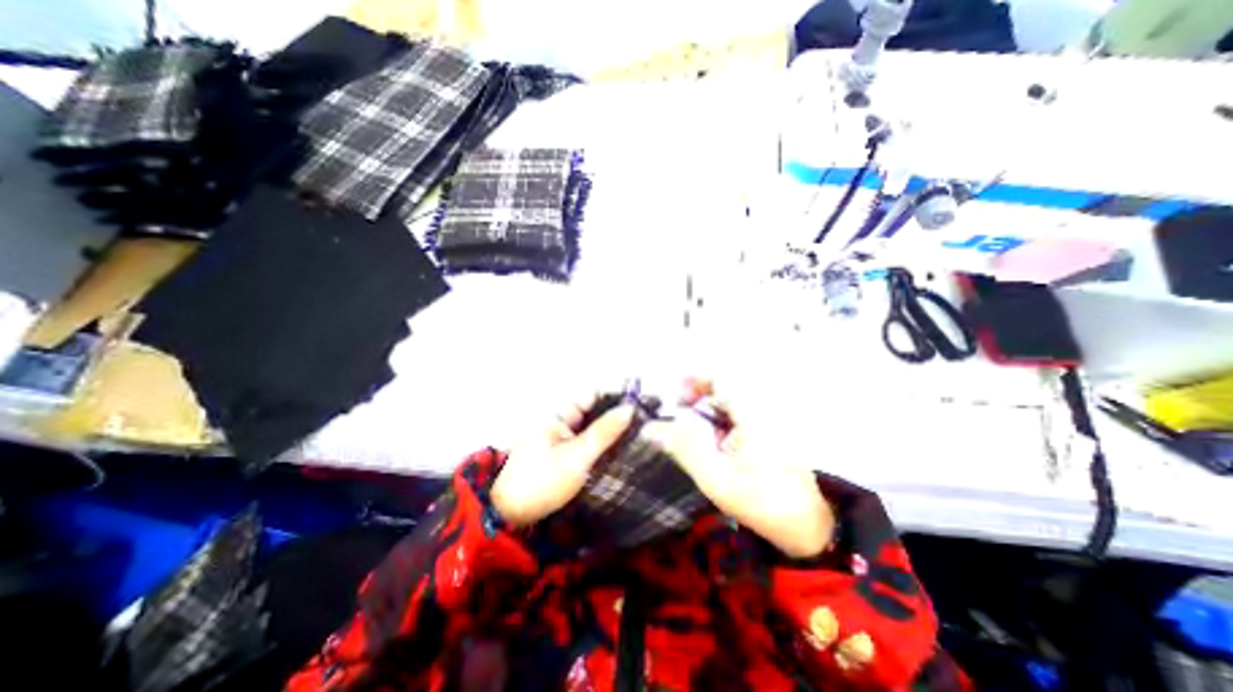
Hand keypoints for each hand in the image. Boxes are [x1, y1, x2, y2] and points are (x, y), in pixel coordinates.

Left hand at [490, 398, 630, 526]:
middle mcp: (557, 417)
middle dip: (616, 411)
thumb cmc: (543, 484)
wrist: (512, 516)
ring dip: (610, 426)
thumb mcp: (576, 458)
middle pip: (592, 407)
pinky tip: (620, 444)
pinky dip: (601, 439)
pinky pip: (585, 436)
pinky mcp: (561, 447)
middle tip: (645, 419)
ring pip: (591, 422)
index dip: (616, 395)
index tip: (642, 402)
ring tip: (639, 430)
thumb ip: (604, 432)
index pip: (591, 394)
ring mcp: (558, 432)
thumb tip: (630, 408)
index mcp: (555, 412)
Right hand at [647, 377, 839, 562]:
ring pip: (732, 398)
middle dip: (698, 394)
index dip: (694, 379)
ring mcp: (770, 417)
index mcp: (754, 414)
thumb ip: (684, 449)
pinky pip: (741, 411)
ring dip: (709, 406)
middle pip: (725, 385)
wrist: (808, 526)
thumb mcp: (716, 479)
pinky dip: (722, 418)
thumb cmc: (762, 503)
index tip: (675, 396)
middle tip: (679, 412)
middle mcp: (764, 407)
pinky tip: (714, 438)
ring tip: (691, 426)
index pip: (722, 378)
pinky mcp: (771, 427)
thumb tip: (651, 428)